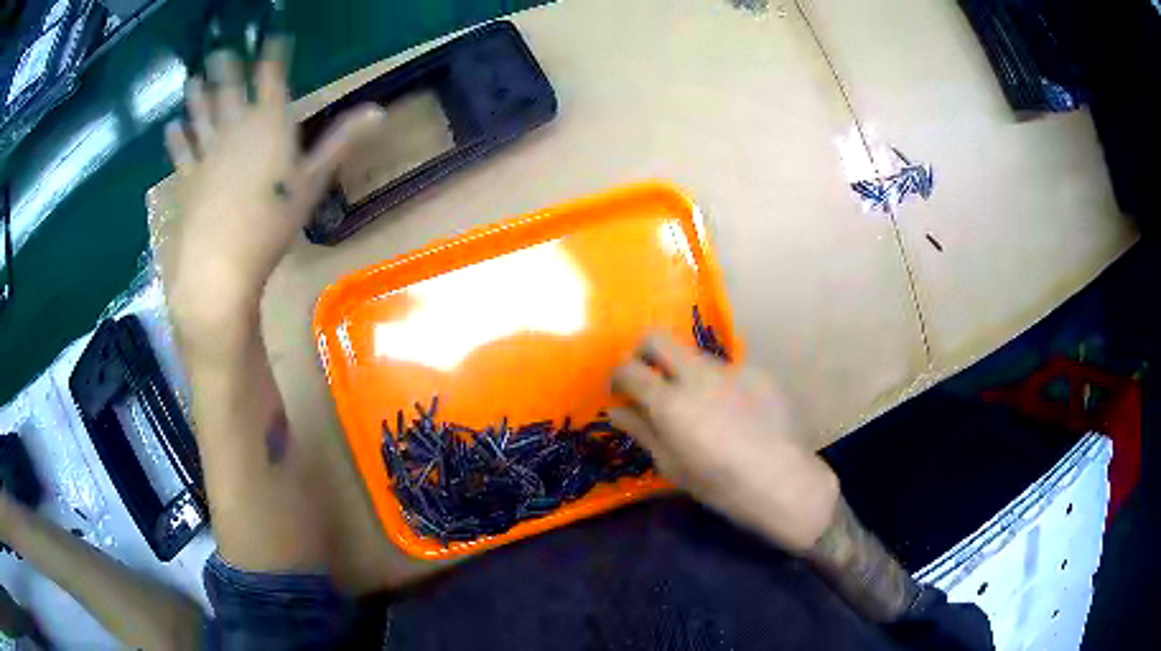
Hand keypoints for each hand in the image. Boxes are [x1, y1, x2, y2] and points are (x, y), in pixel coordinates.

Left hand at [161, 39, 384, 348]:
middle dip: (225, 66)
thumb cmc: (272, 222)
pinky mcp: (188, 177)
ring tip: (193, 78)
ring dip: (197, 95)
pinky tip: (172, 127)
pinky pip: (181, 150)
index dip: (272, 55)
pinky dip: (176, 137)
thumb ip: (341, 141)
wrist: (220, 262)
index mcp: (269, 123)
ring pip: (201, 114)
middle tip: (219, 49)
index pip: (271, 78)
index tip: (272, 37)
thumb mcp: (313, 181)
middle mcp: (235, 127)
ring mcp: (207, 151)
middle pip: (229, 88)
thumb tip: (380, 110)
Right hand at [610, 334, 839, 552]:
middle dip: (643, 352)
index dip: (618, 377)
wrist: (781, 480)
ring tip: (699, 406)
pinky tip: (735, 414)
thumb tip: (616, 410)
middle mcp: (697, 375)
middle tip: (648, 379)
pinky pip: (728, 371)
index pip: (628, 369)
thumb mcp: (671, 465)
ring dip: (684, 371)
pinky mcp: (757, 372)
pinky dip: (719, 386)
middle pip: (657, 338)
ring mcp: (730, 369)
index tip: (621, 392)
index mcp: (669, 402)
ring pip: (694, 355)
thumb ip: (642, 430)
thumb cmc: (719, 484)